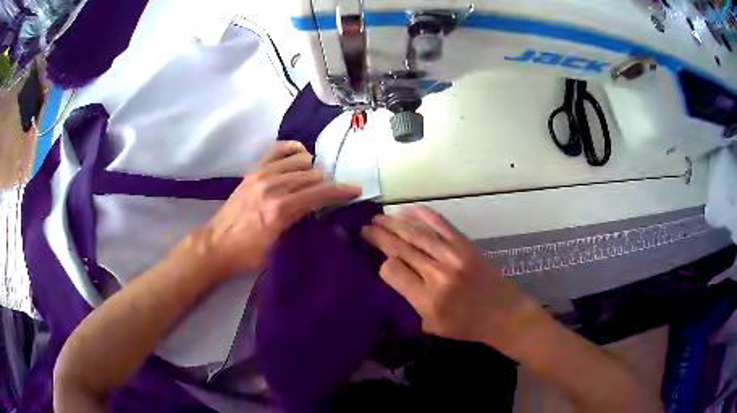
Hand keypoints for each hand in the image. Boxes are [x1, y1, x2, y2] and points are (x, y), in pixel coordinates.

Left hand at [200, 141, 360, 276]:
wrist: (216, 245)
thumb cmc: (248, 254)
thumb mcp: (279, 250)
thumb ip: (300, 227)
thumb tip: (318, 212)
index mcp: (281, 210)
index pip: (320, 193)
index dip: (341, 191)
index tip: (355, 190)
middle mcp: (273, 187)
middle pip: (312, 175)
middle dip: (327, 184)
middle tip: (331, 194)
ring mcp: (262, 175)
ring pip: (299, 161)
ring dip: (311, 170)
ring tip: (313, 181)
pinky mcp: (253, 172)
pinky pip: (277, 150)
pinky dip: (292, 149)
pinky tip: (300, 155)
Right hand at [361, 207, 542, 352]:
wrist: (504, 314)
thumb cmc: (467, 326)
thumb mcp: (432, 325)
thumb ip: (411, 300)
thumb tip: (395, 273)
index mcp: (427, 299)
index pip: (392, 271)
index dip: (383, 264)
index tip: (380, 262)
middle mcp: (437, 273)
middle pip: (401, 247)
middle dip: (380, 235)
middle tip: (365, 227)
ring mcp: (453, 255)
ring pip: (416, 233)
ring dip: (394, 223)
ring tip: (379, 218)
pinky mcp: (465, 245)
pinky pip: (440, 224)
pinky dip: (422, 215)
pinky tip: (408, 209)